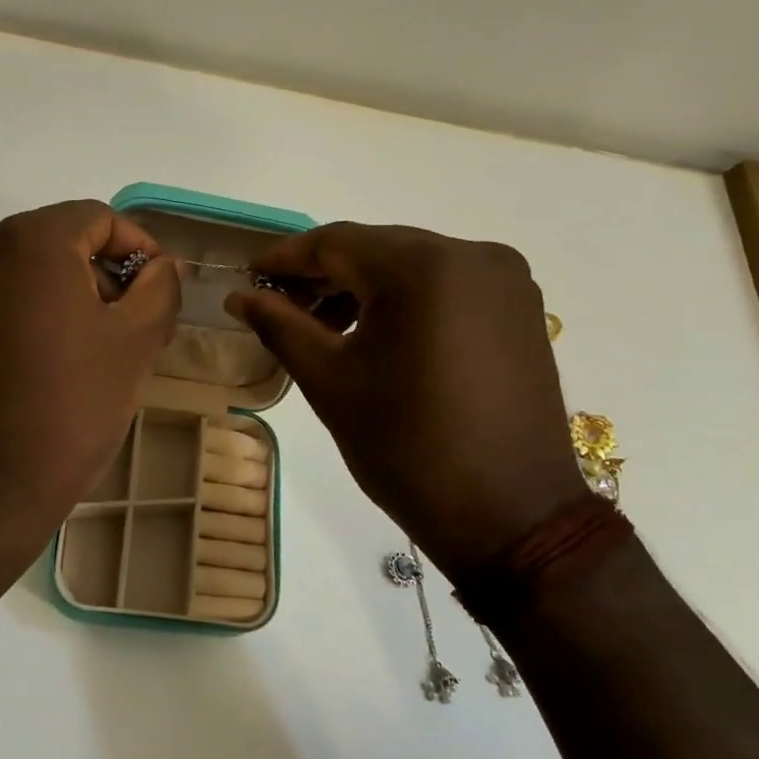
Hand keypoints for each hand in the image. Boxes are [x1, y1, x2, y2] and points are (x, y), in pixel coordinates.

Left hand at [0, 200, 179, 585]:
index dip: (137, 247)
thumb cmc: (68, 409)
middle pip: (55, 243)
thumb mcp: (135, 344)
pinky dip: (22, 322)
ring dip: (60, 300)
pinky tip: (39, 373)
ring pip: (20, 277)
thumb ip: (158, 288)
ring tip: (87, 354)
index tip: (157, 289)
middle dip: (99, 276)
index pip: (96, 217)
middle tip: (129, 326)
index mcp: (27, 241)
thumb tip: (159, 267)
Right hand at [226, 223, 584, 575]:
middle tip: (278, 305)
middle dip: (323, 275)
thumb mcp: (330, 381)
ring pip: (412, 267)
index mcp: (425, 267)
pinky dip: (403, 301)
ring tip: (321, 326)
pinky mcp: (520, 311)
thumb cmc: (406, 446)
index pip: (337, 242)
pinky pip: (446, 287)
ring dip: (362, 289)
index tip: (248, 278)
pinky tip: (374, 333)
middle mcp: (473, 256)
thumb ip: (280, 325)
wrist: (510, 515)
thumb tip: (239, 297)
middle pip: (377, 250)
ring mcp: (505, 282)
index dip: (285, 259)